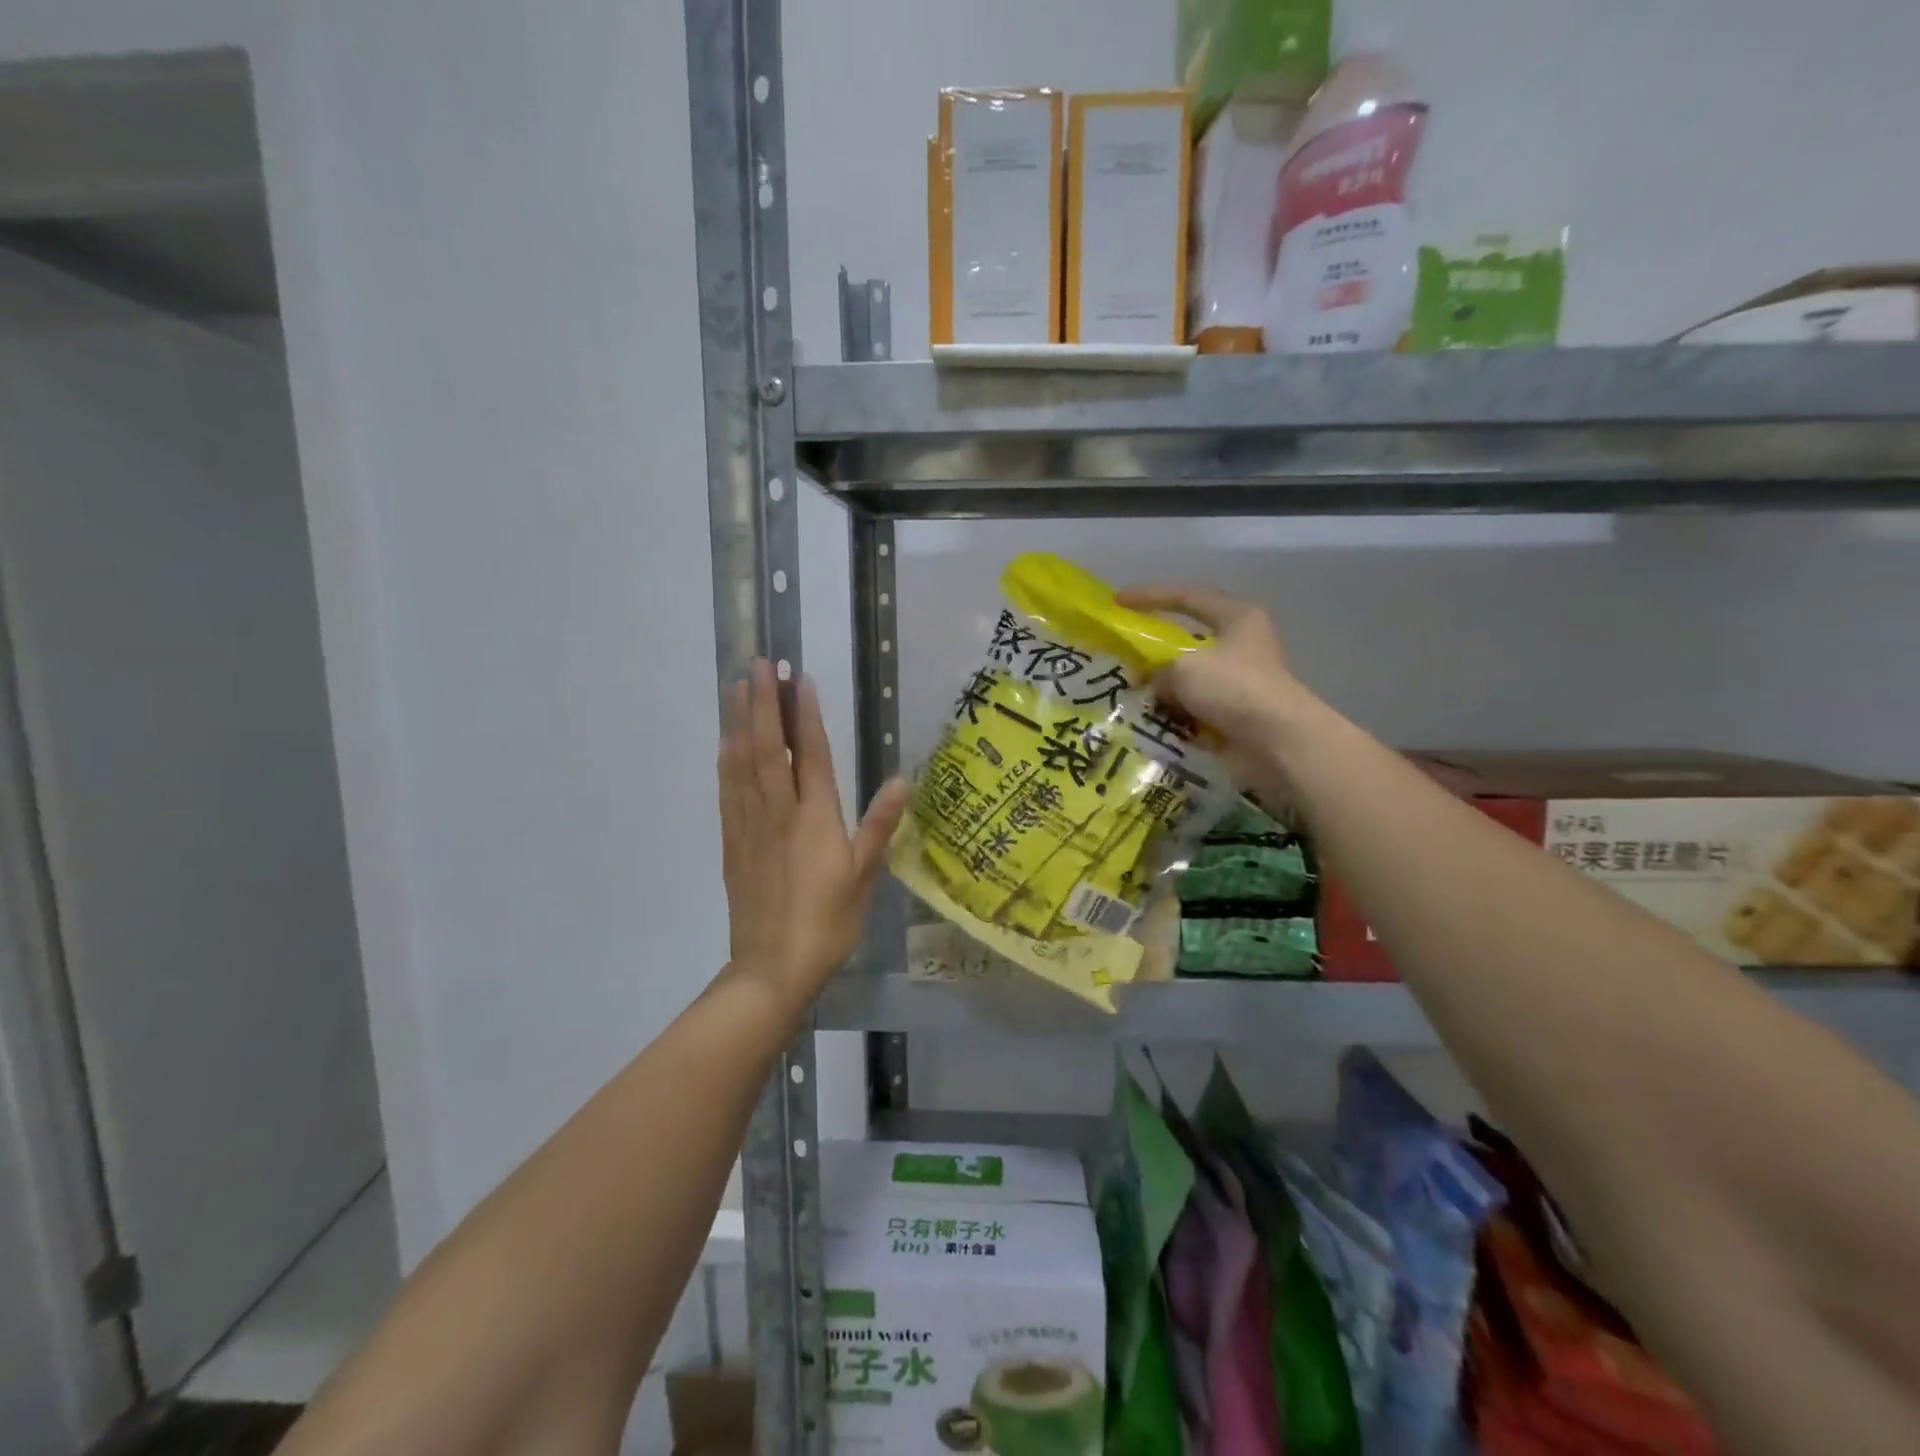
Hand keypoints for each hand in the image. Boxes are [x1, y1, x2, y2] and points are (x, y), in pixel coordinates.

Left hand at [717, 661, 909, 1014]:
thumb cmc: (828, 923)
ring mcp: (750, 826)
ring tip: (737, 687)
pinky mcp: (732, 843)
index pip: (811, 755)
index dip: (806, 714)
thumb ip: (880, 826)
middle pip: (769, 748)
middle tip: (759, 664)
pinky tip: (726, 742)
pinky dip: (726, 760)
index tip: (799, 678)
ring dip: (740, 722)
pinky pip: (727, 791)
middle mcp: (779, 812)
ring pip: (742, 763)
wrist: (772, 968)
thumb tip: (901, 780)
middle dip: (764, 703)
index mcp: (815, 818)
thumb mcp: (864, 877)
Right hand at [1114, 584, 1310, 784]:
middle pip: (1187, 640)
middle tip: (1120, 652)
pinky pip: (1192, 709)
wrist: (1276, 742)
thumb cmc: (1233, 687)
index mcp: (1237, 617)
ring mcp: (1237, 683)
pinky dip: (1172, 714)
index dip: (1150, 596)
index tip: (1117, 601)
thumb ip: (1157, 668)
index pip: (1187, 597)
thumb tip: (1150, 682)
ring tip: (1127, 690)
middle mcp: (1240, 645)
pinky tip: (1146, 719)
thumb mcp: (1183, 666)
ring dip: (1161, 687)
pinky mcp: (1233, 716)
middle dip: (1154, 649)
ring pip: (1188, 679)